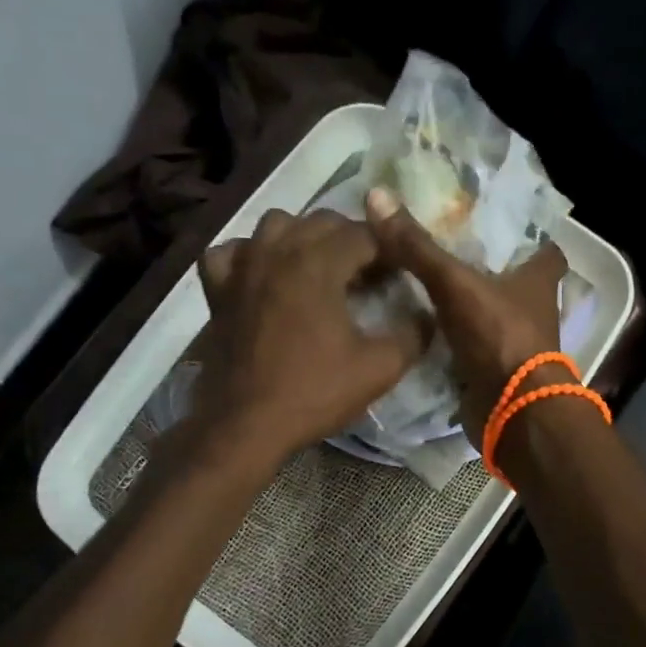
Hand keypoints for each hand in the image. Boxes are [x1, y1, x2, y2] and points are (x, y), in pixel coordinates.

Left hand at [194, 208, 429, 468]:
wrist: (247, 425)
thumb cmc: (314, 393)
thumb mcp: (379, 369)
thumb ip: (413, 335)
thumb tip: (426, 315)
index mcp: (318, 263)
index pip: (364, 234)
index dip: (389, 249)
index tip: (400, 273)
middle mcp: (278, 251)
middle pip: (322, 221)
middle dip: (352, 239)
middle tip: (368, 274)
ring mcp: (242, 267)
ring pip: (276, 224)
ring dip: (303, 236)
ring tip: (319, 267)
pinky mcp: (218, 290)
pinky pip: (230, 252)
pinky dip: (248, 254)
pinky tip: (262, 273)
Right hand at [364, 186, 568, 443]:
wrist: (511, 412)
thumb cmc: (498, 338)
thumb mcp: (455, 284)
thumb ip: (418, 247)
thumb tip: (377, 196)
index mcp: (538, 281)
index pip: (546, 249)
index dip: (530, 235)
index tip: (497, 222)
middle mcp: (533, 309)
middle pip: (515, 280)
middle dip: (488, 267)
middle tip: (446, 247)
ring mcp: (515, 342)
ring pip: (492, 313)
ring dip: (468, 303)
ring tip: (425, 281)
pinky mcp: (496, 370)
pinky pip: (473, 344)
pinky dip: (455, 336)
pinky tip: (423, 323)